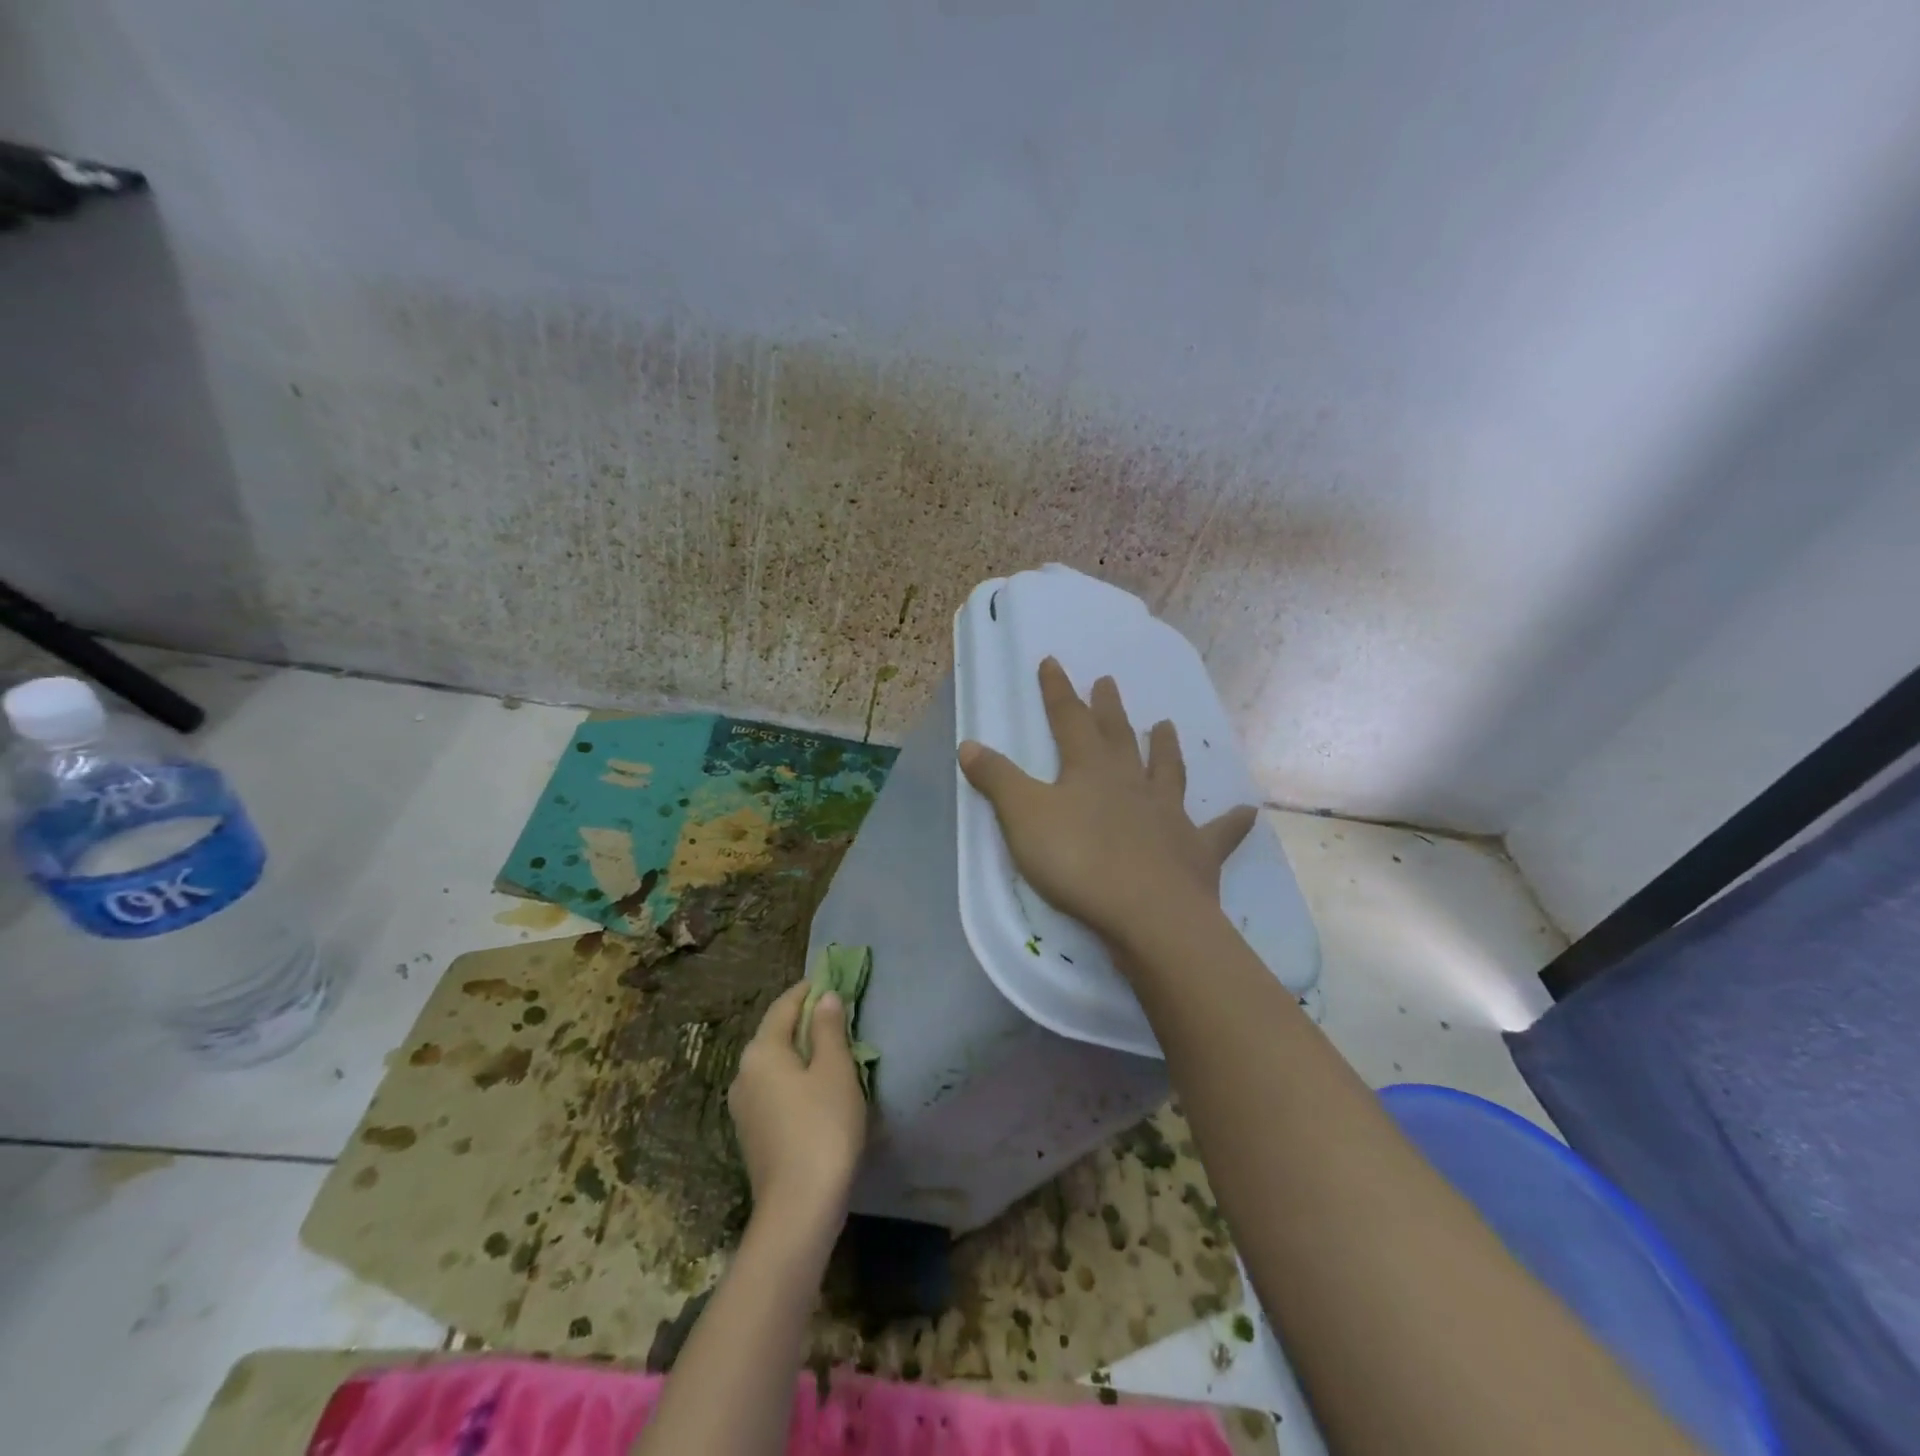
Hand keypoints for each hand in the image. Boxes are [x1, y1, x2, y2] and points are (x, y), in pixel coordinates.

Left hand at [728, 982, 867, 1232]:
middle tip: (836, 1014)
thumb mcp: (835, 1070)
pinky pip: (774, 1089)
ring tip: (831, 1050)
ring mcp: (743, 1107)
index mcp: (761, 1051)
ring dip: (800, 1052)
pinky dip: (794, 1078)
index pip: (784, 1006)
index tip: (830, 981)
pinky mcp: (752, 1134)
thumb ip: (829, 1029)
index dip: (808, 991)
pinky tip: (816, 1089)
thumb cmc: (822, 1127)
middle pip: (775, 1034)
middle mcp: (744, 1073)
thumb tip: (825, 998)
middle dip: (804, 1021)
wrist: (798, 1209)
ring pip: (774, 1064)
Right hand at [958, 657, 1256, 949]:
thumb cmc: (1078, 860)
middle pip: (1118, 737)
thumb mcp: (1023, 817)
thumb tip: (969, 744)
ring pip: (1167, 771)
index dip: (1058, 691)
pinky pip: (1218, 832)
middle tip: (1108, 682)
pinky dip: (1232, 822)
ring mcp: (1168, 814)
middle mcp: (1132, 782)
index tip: (1053, 661)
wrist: (1147, 912)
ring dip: (1165, 748)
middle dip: (1108, 708)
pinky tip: (1248, 812)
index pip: (1068, 719)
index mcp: (1090, 769)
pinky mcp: (1196, 851)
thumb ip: (997, 780)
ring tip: (1166, 725)